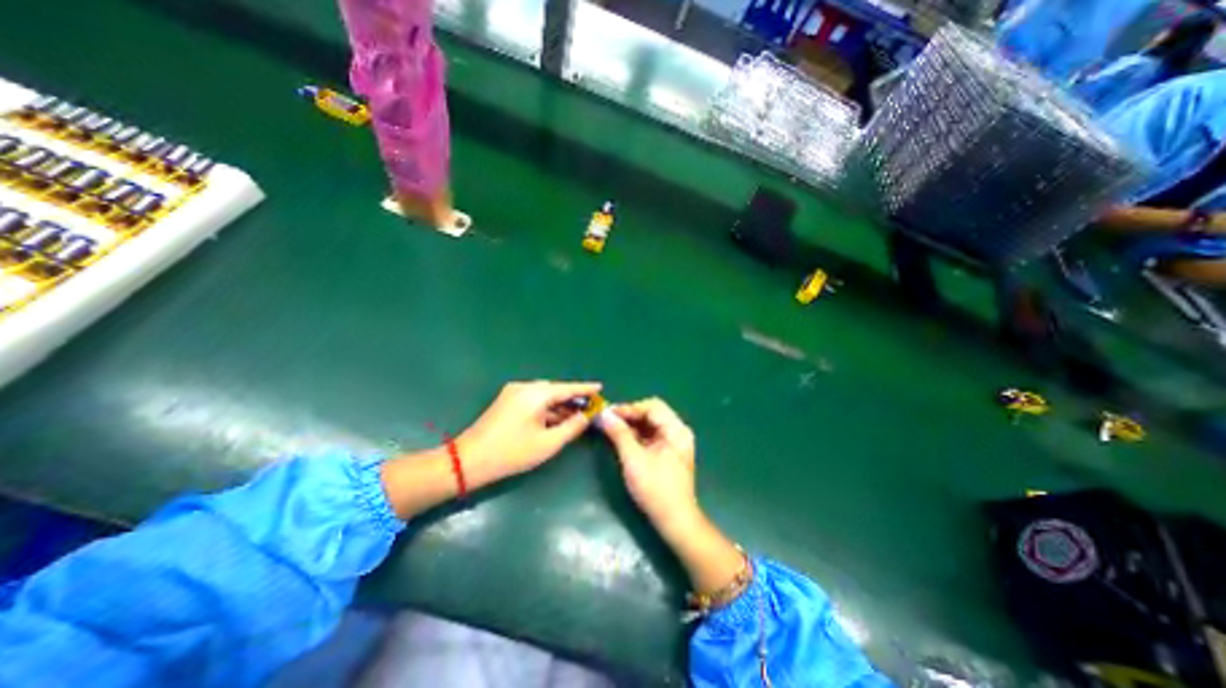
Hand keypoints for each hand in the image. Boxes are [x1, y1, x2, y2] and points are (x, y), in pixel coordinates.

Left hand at [456, 380, 602, 489]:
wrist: (469, 460)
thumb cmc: (512, 453)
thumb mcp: (548, 443)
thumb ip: (572, 427)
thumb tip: (587, 415)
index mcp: (536, 394)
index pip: (568, 388)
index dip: (586, 389)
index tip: (601, 387)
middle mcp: (525, 387)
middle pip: (556, 390)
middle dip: (573, 399)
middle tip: (590, 408)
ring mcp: (513, 392)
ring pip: (545, 395)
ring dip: (560, 405)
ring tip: (577, 415)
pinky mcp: (507, 400)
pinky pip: (534, 400)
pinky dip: (547, 408)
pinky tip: (556, 418)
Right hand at [599, 399, 741, 595]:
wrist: (674, 521)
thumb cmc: (655, 489)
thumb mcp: (634, 459)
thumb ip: (619, 434)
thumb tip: (604, 414)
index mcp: (676, 430)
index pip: (652, 407)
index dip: (629, 408)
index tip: (608, 413)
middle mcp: (678, 431)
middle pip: (652, 413)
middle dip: (629, 415)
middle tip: (608, 420)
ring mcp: (674, 442)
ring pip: (650, 424)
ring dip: (631, 424)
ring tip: (611, 428)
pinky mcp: (669, 452)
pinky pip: (651, 435)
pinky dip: (637, 435)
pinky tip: (622, 439)